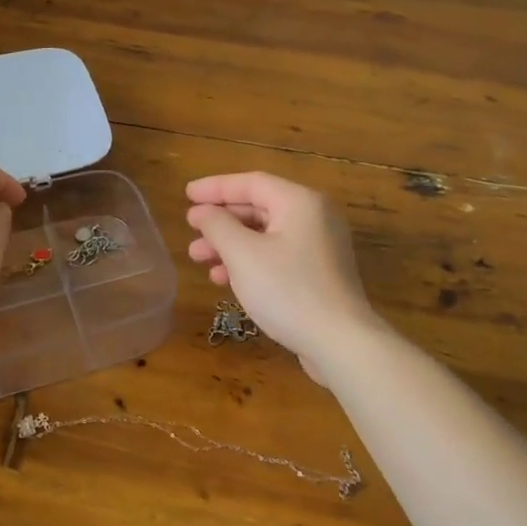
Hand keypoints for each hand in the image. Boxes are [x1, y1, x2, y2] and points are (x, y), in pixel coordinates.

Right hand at [185, 172, 378, 378]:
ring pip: (265, 234)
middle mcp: (314, 216)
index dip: (215, 188)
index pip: (250, 183)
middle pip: (258, 207)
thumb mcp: (243, 254)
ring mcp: (319, 246)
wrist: (340, 342)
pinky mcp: (319, 273)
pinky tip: (225, 279)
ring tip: (199, 258)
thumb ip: (218, 226)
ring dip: (230, 244)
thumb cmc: (288, 290)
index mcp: (299, 202)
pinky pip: (277, 255)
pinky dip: (249, 261)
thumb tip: (202, 212)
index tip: (186, 194)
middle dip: (221, 220)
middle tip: (190, 230)